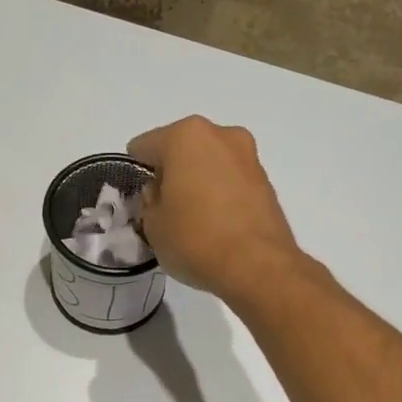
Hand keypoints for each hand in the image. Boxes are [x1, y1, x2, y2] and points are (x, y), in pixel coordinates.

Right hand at [128, 116, 302, 303]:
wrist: (258, 266)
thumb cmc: (195, 239)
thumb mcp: (153, 225)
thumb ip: (149, 201)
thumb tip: (161, 193)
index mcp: (185, 136)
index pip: (143, 147)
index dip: (135, 173)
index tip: (139, 201)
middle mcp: (220, 135)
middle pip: (181, 150)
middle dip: (171, 175)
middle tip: (166, 210)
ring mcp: (248, 156)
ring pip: (209, 164)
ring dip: (198, 183)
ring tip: (194, 220)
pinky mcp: (266, 181)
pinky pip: (231, 182)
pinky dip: (221, 195)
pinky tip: (217, 225)